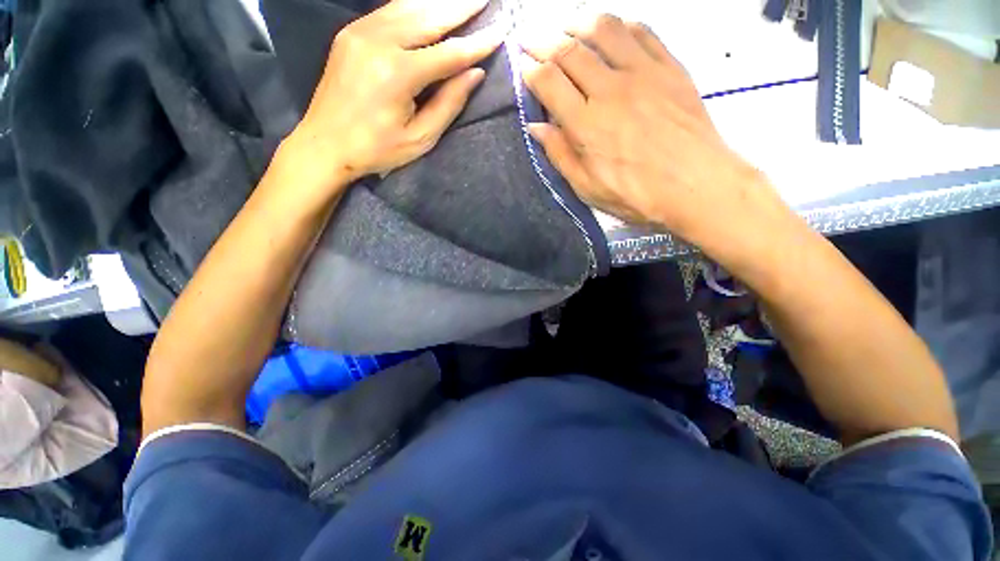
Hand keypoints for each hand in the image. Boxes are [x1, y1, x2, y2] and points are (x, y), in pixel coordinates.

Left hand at [284, 0, 505, 202]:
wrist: (324, 144)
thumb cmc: (377, 149)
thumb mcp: (420, 138)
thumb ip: (448, 104)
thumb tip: (475, 74)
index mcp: (398, 74)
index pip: (449, 53)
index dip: (477, 44)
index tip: (501, 31)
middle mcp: (379, 42)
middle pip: (429, 17)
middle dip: (461, 7)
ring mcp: (360, 32)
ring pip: (409, 6)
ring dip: (439, 1)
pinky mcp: (351, 33)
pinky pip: (389, 11)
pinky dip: (414, 5)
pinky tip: (429, 4)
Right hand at [520, 15, 780, 242]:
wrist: (695, 185)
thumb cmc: (635, 194)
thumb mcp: (587, 187)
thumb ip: (559, 155)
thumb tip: (536, 128)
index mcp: (586, 124)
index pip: (549, 81)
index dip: (530, 70)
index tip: (522, 67)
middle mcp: (610, 89)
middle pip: (569, 50)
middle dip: (542, 41)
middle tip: (531, 39)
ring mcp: (642, 73)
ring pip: (603, 30)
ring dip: (578, 23)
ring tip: (565, 27)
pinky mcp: (669, 67)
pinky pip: (641, 32)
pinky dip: (619, 25)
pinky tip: (609, 30)